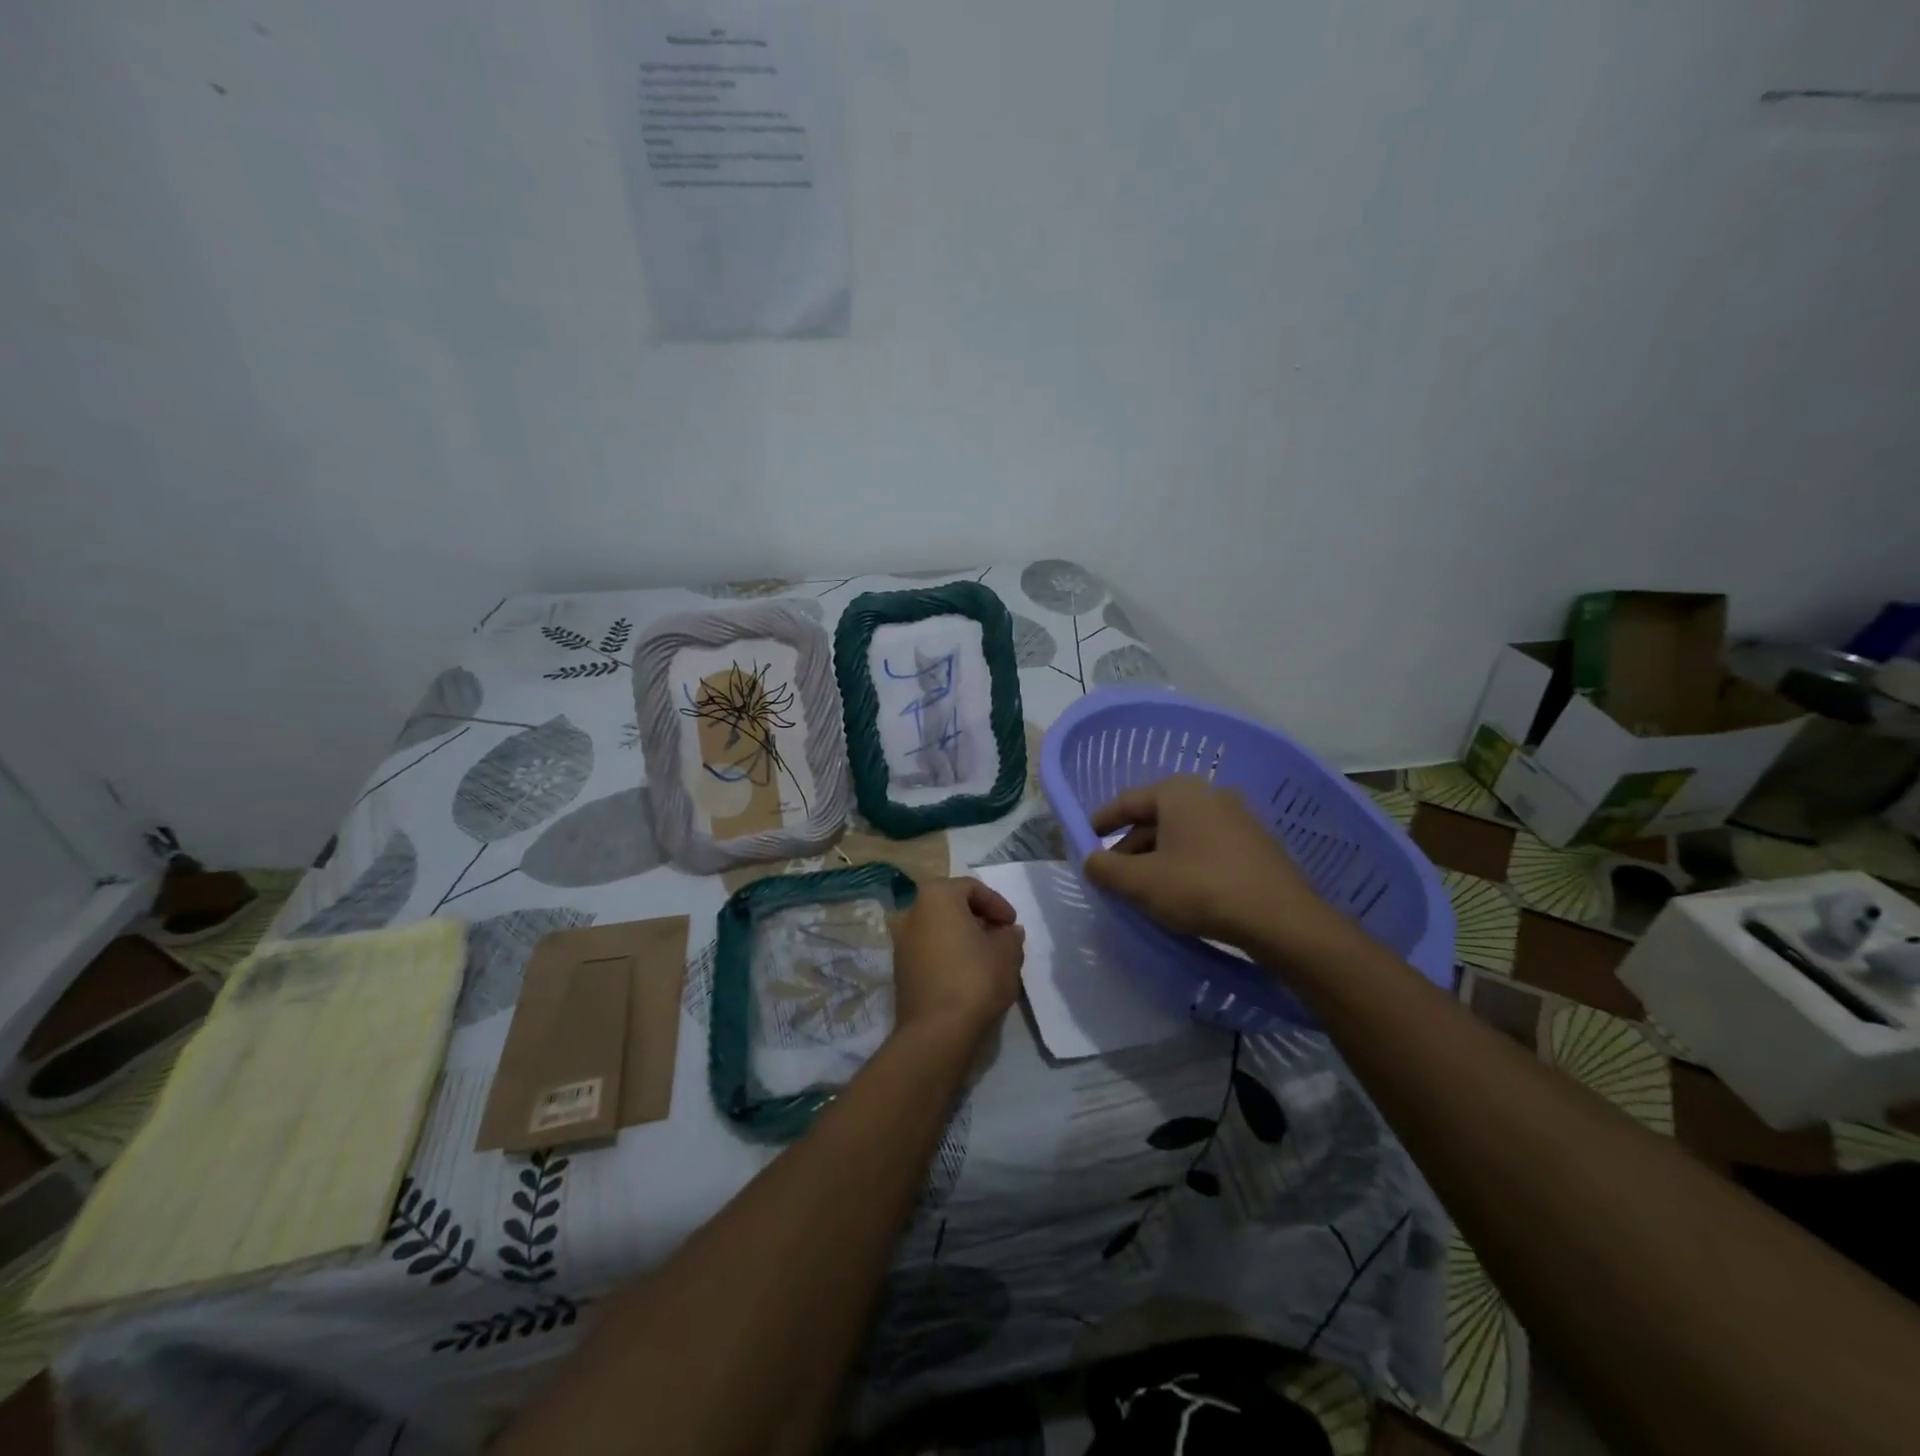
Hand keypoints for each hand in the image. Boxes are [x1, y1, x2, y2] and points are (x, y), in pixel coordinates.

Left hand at [890, 878, 1024, 1045]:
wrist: (936, 1031)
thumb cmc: (975, 978)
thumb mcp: (1007, 952)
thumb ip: (1010, 935)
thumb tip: (1007, 932)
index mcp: (935, 896)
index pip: (971, 887)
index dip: (997, 903)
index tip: (1012, 925)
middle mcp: (911, 912)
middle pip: (952, 907)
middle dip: (979, 920)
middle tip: (1001, 938)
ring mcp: (901, 942)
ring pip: (939, 930)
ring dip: (963, 938)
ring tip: (988, 959)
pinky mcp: (900, 971)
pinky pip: (930, 952)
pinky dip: (949, 955)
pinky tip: (968, 976)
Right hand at [1083, 775, 1353, 959]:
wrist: (1282, 919)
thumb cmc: (1201, 889)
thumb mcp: (1141, 883)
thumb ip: (1106, 869)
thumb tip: (1090, 861)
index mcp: (1178, 792)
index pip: (1127, 801)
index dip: (1101, 821)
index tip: (1083, 839)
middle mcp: (1209, 794)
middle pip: (1155, 818)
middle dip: (1130, 845)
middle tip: (1112, 874)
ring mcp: (1238, 818)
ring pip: (1182, 834)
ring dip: (1157, 857)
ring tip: (1143, 888)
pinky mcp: (1256, 844)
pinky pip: (1206, 847)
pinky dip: (1185, 863)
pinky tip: (1180, 891)